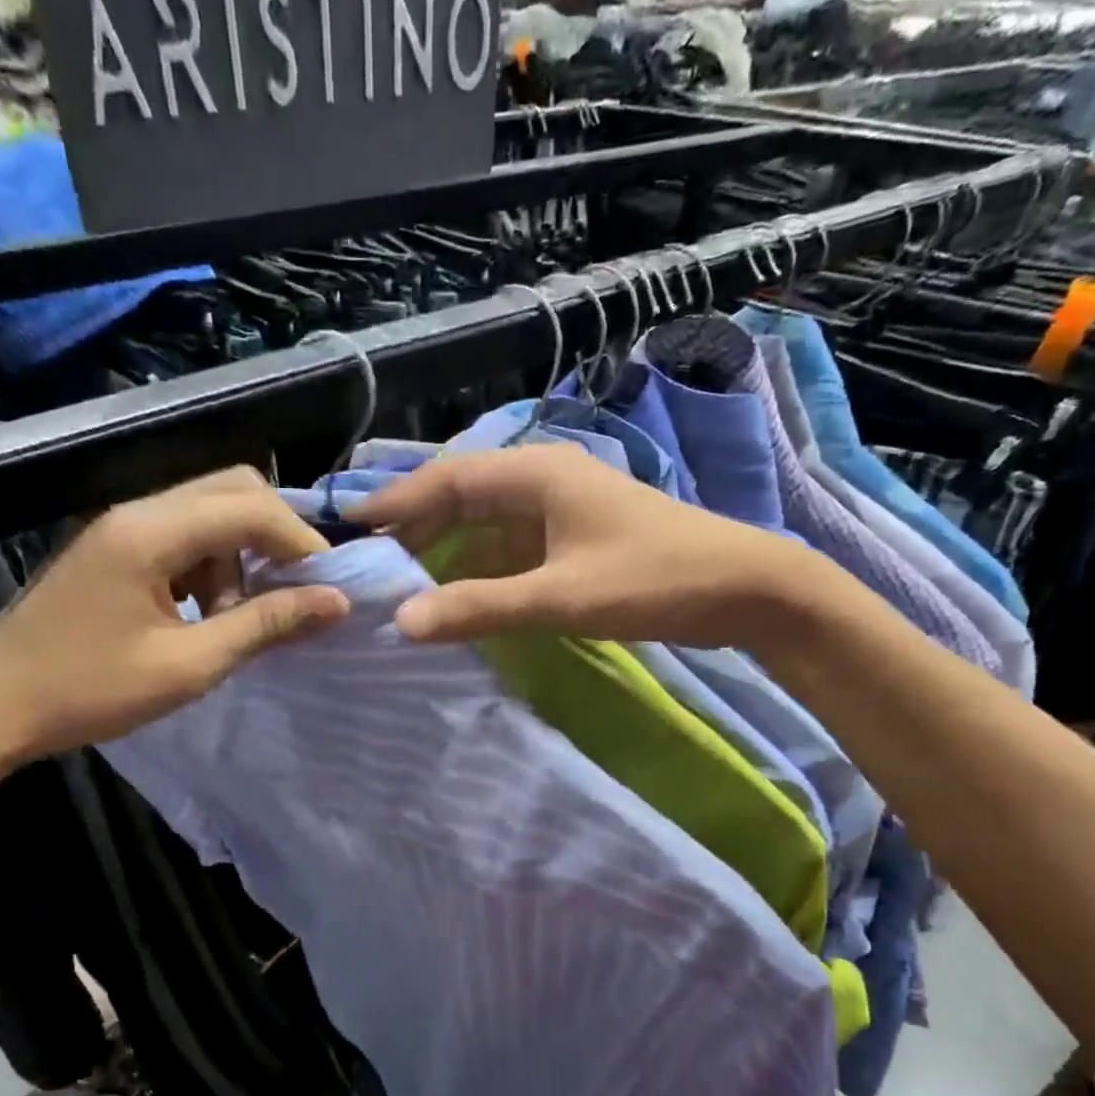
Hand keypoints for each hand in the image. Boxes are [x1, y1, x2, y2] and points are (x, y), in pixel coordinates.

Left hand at [0, 467, 348, 763]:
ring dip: (240, 554)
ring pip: (209, 511)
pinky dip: (211, 564)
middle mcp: (138, 511)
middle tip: (295, 590)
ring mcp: (122, 526)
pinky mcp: (114, 547)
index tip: (329, 588)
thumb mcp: (188, 665)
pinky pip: (182, 535)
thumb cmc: (89, 691)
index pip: (251, 507)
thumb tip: (334, 602)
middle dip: (275, 536)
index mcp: (152, 532)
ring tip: (239, 615)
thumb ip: (264, 625)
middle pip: (232, 489)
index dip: (301, 542)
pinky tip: (204, 613)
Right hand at [347, 445, 817, 647]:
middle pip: (461, 498)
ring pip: (485, 525)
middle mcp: (543, 481)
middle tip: (370, 568)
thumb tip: (403, 620)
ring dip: (446, 553)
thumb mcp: (561, 596)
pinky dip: (479, 570)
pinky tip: (457, 597)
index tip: (348, 525)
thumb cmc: (654, 579)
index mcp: (536, 474)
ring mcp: (561, 510)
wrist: (746, 589)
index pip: (448, 479)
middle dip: (416, 531)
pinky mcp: (574, 539)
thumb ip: (480, 607)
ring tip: (401, 586)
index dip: (396, 500)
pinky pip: (510, 548)